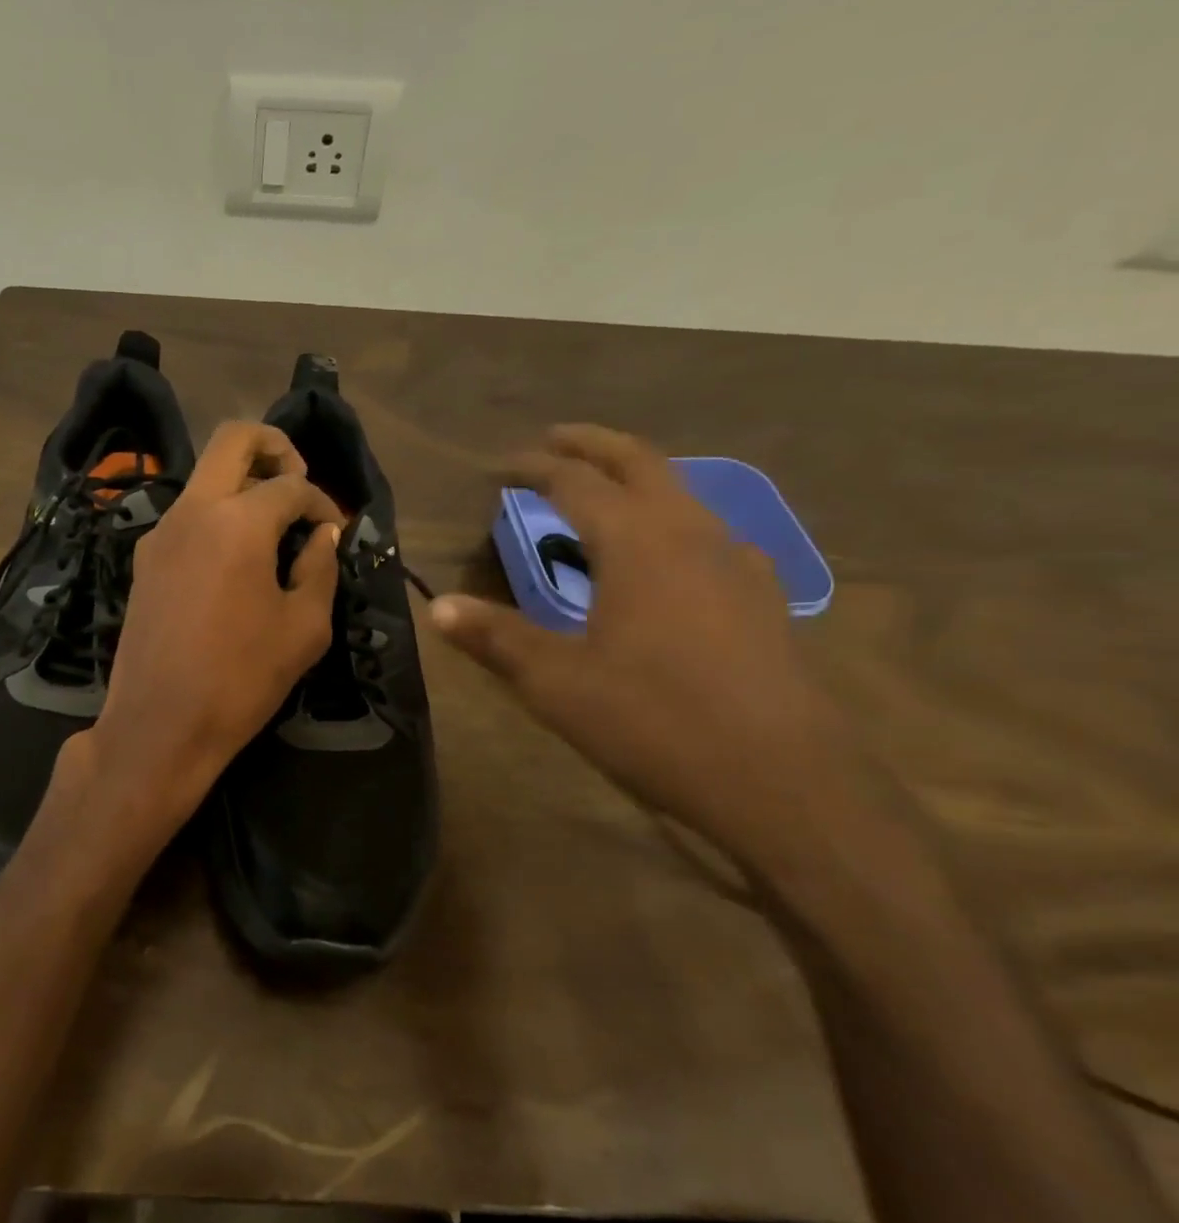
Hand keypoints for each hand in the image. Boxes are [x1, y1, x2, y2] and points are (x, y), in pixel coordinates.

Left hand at [83, 421, 344, 847]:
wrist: (159, 726)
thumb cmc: (241, 680)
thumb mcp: (304, 628)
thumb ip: (320, 569)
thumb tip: (322, 536)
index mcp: (237, 522)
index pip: (291, 486)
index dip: (323, 501)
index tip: (334, 530)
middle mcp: (192, 511)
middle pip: (233, 439)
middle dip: (274, 447)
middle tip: (299, 482)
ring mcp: (160, 532)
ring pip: (205, 477)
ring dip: (242, 484)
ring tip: (273, 528)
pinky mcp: (144, 560)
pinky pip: (187, 515)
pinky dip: (218, 516)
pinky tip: (236, 560)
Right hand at [430, 425, 867, 863]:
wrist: (783, 781)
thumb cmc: (656, 721)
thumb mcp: (557, 682)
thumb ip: (495, 638)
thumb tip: (439, 608)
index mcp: (638, 542)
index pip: (578, 482)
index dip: (535, 467)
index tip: (501, 467)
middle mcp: (692, 534)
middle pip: (641, 462)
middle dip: (592, 445)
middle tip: (553, 441)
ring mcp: (737, 563)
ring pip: (682, 493)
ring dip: (636, 479)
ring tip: (600, 494)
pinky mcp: (761, 598)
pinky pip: (707, 533)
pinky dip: (668, 520)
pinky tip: (661, 559)